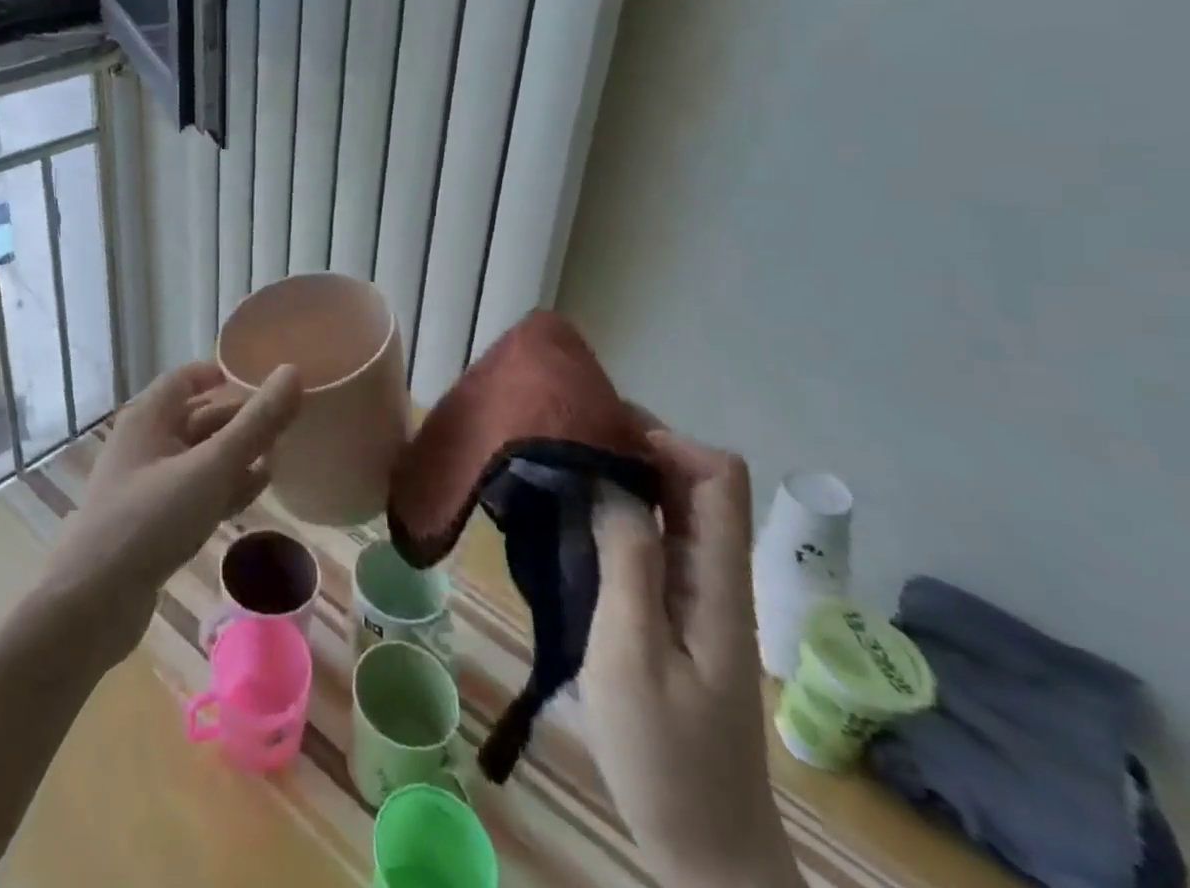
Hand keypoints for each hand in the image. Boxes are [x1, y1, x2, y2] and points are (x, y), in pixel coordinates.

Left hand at [46, 360, 302, 667]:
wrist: (90, 604)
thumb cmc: (151, 519)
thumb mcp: (211, 468)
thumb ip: (256, 423)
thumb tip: (292, 372)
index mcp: (149, 417)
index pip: (187, 378)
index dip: (223, 375)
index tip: (264, 380)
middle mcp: (145, 443)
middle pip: (199, 418)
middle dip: (240, 420)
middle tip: (287, 423)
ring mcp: (147, 485)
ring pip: (200, 458)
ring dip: (236, 456)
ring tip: (280, 458)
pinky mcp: (152, 523)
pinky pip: (195, 492)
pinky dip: (223, 488)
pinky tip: (253, 494)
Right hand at [577, 425, 800, 887]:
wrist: (703, 848)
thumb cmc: (664, 755)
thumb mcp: (633, 654)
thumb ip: (629, 562)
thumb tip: (612, 480)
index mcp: (717, 581)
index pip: (717, 476)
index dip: (666, 440)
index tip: (599, 430)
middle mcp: (715, 575)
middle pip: (694, 481)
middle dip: (636, 445)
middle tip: (565, 436)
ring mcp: (697, 594)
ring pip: (672, 506)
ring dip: (622, 476)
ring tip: (559, 464)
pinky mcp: (676, 611)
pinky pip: (653, 538)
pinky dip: (616, 511)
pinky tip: (572, 515)